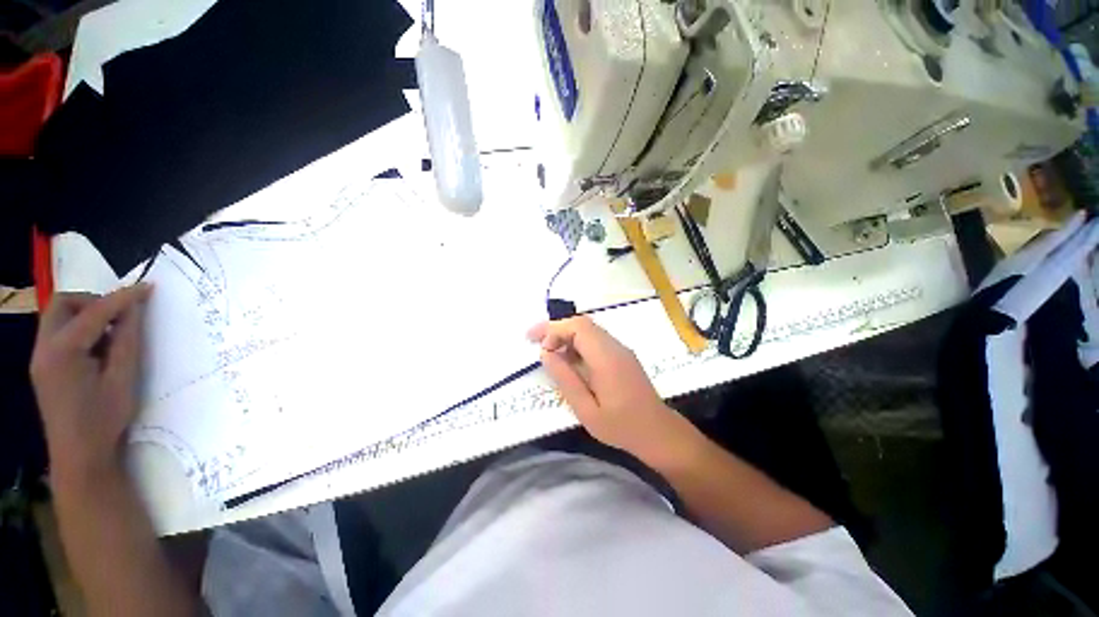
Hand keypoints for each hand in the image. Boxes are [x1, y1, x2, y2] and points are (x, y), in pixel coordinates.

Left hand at [30, 285, 151, 481]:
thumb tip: (134, 309)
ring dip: (86, 316)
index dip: (123, 297)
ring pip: (58, 318)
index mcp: (63, 351)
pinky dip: (80, 332)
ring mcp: (40, 358)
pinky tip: (98, 351)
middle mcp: (44, 348)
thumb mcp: (122, 379)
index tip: (148, 288)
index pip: (94, 311)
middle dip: (93, 301)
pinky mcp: (43, 367)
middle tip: (120, 315)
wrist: (79, 457)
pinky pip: (58, 334)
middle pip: (63, 304)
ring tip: (112, 336)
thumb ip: (126, 340)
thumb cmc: (104, 419)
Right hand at [528, 316, 682, 456]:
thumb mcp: (586, 409)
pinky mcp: (622, 355)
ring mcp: (620, 349)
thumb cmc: (621, 426)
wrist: (658, 432)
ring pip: (588, 330)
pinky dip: (577, 343)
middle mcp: (614, 346)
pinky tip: (569, 360)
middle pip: (582, 323)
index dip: (552, 328)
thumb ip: (565, 379)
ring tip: (549, 352)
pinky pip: (596, 339)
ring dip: (566, 335)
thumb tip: (546, 354)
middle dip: (556, 329)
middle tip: (536, 342)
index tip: (532, 340)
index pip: (576, 327)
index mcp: (606, 358)